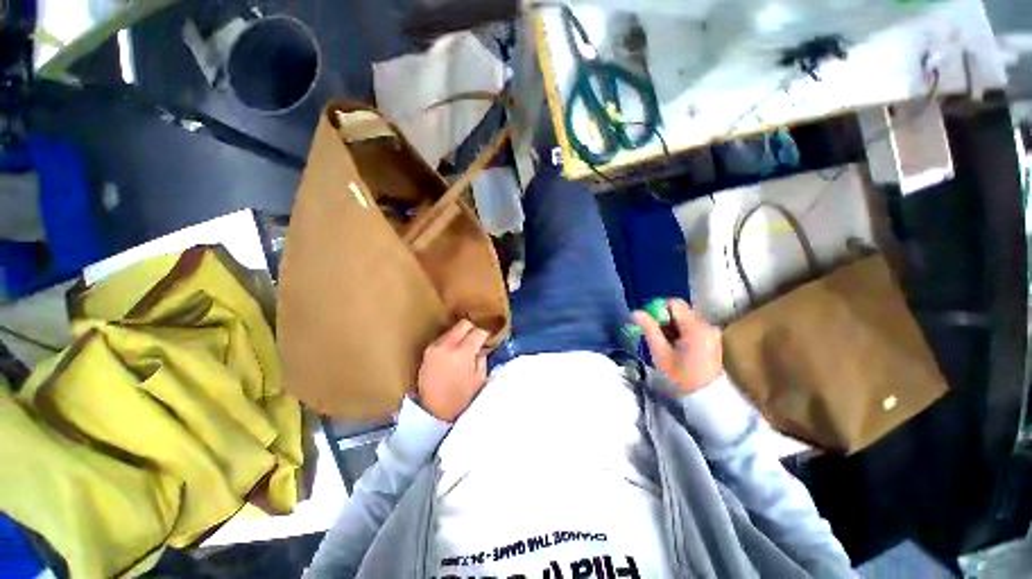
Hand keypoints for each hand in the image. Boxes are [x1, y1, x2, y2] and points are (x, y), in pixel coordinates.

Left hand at [416, 320, 489, 421]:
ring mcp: (434, 347)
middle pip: (463, 324)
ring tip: (464, 349)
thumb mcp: (479, 379)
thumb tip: (481, 347)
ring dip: (461, 336)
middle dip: (473, 330)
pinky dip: (451, 342)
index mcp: (462, 353)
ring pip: (452, 330)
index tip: (488, 340)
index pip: (478, 332)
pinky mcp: (427, 352)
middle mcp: (447, 345)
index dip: (486, 335)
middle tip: (477, 340)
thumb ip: (482, 358)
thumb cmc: (460, 398)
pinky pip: (443, 339)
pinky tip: (453, 355)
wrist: (433, 411)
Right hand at [632, 299, 722, 394]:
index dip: (658, 308)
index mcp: (695, 327)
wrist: (706, 399)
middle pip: (680, 311)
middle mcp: (707, 325)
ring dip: (672, 326)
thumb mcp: (660, 353)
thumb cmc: (680, 377)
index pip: (674, 303)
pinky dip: (681, 332)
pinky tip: (676, 347)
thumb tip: (635, 312)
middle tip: (654, 335)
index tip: (650, 323)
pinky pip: (693, 328)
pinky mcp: (713, 340)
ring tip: (665, 344)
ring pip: (686, 319)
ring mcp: (712, 333)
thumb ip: (649, 329)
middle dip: (664, 319)